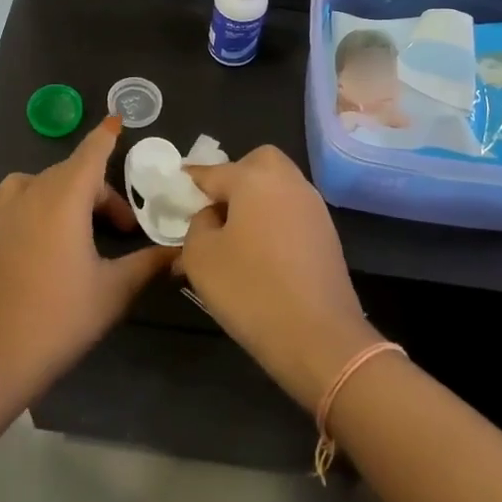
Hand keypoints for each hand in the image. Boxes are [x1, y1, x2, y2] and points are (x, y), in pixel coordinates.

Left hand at [0, 117, 174, 401]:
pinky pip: (14, 204)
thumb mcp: (113, 292)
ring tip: (78, 228)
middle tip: (121, 229)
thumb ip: (148, 264)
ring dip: (63, 194)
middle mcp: (28, 194)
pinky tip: (43, 244)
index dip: (106, 137)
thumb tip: (179, 252)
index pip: (90, 153)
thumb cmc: (57, 319)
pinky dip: (35, 207)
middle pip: (69, 173)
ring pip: (37, 185)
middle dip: (98, 191)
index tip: (117, 120)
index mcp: (63, 198)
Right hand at [179, 148, 380, 410]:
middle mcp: (288, 182)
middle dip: (234, 178)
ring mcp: (313, 208)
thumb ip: (197, 225)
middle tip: (215, 209)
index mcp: (255, 178)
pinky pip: (292, 214)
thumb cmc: (250, 289)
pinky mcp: (327, 235)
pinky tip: (260, 254)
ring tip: (234, 237)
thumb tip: (211, 216)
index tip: (174, 190)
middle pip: (257, 164)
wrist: (318, 337)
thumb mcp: (201, 257)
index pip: (212, 171)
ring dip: (255, 202)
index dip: (189, 182)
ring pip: (278, 188)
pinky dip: (274, 222)